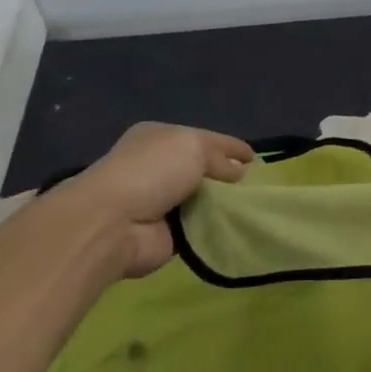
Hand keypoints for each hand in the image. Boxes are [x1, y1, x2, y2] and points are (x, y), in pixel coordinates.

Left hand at [60, 122, 253, 277]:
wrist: (113, 223)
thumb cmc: (152, 172)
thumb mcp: (193, 147)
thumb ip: (220, 157)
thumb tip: (238, 171)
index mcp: (160, 137)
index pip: (204, 138)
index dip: (230, 146)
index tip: (255, 157)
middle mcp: (158, 167)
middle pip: (202, 168)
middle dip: (228, 175)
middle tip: (256, 183)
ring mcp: (161, 201)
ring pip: (202, 198)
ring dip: (223, 203)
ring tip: (254, 205)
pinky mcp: (166, 234)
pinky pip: (199, 227)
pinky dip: (215, 227)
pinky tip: (238, 226)